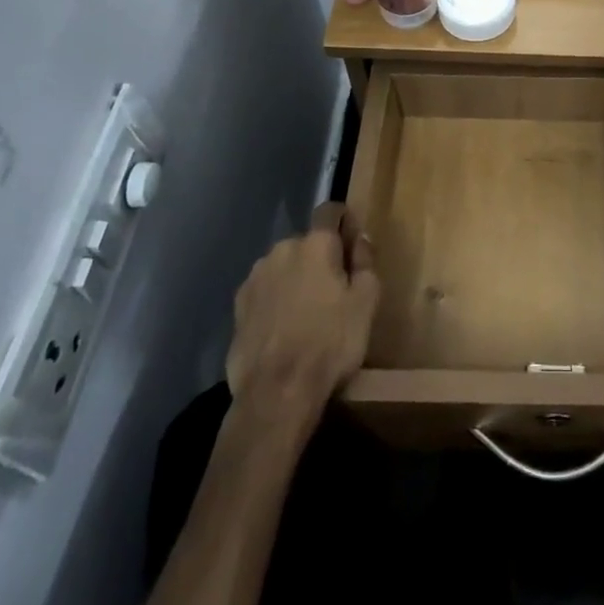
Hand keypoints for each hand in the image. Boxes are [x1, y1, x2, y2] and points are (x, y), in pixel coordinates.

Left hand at [225, 203, 380, 418]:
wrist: (276, 394)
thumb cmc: (330, 343)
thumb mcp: (366, 302)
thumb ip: (365, 262)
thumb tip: (361, 239)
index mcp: (315, 243)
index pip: (330, 210)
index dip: (344, 222)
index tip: (352, 245)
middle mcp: (281, 250)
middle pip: (306, 243)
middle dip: (320, 259)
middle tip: (334, 291)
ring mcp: (254, 278)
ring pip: (283, 267)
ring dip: (295, 279)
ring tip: (306, 315)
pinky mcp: (236, 307)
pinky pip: (264, 292)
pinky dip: (275, 302)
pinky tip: (283, 330)